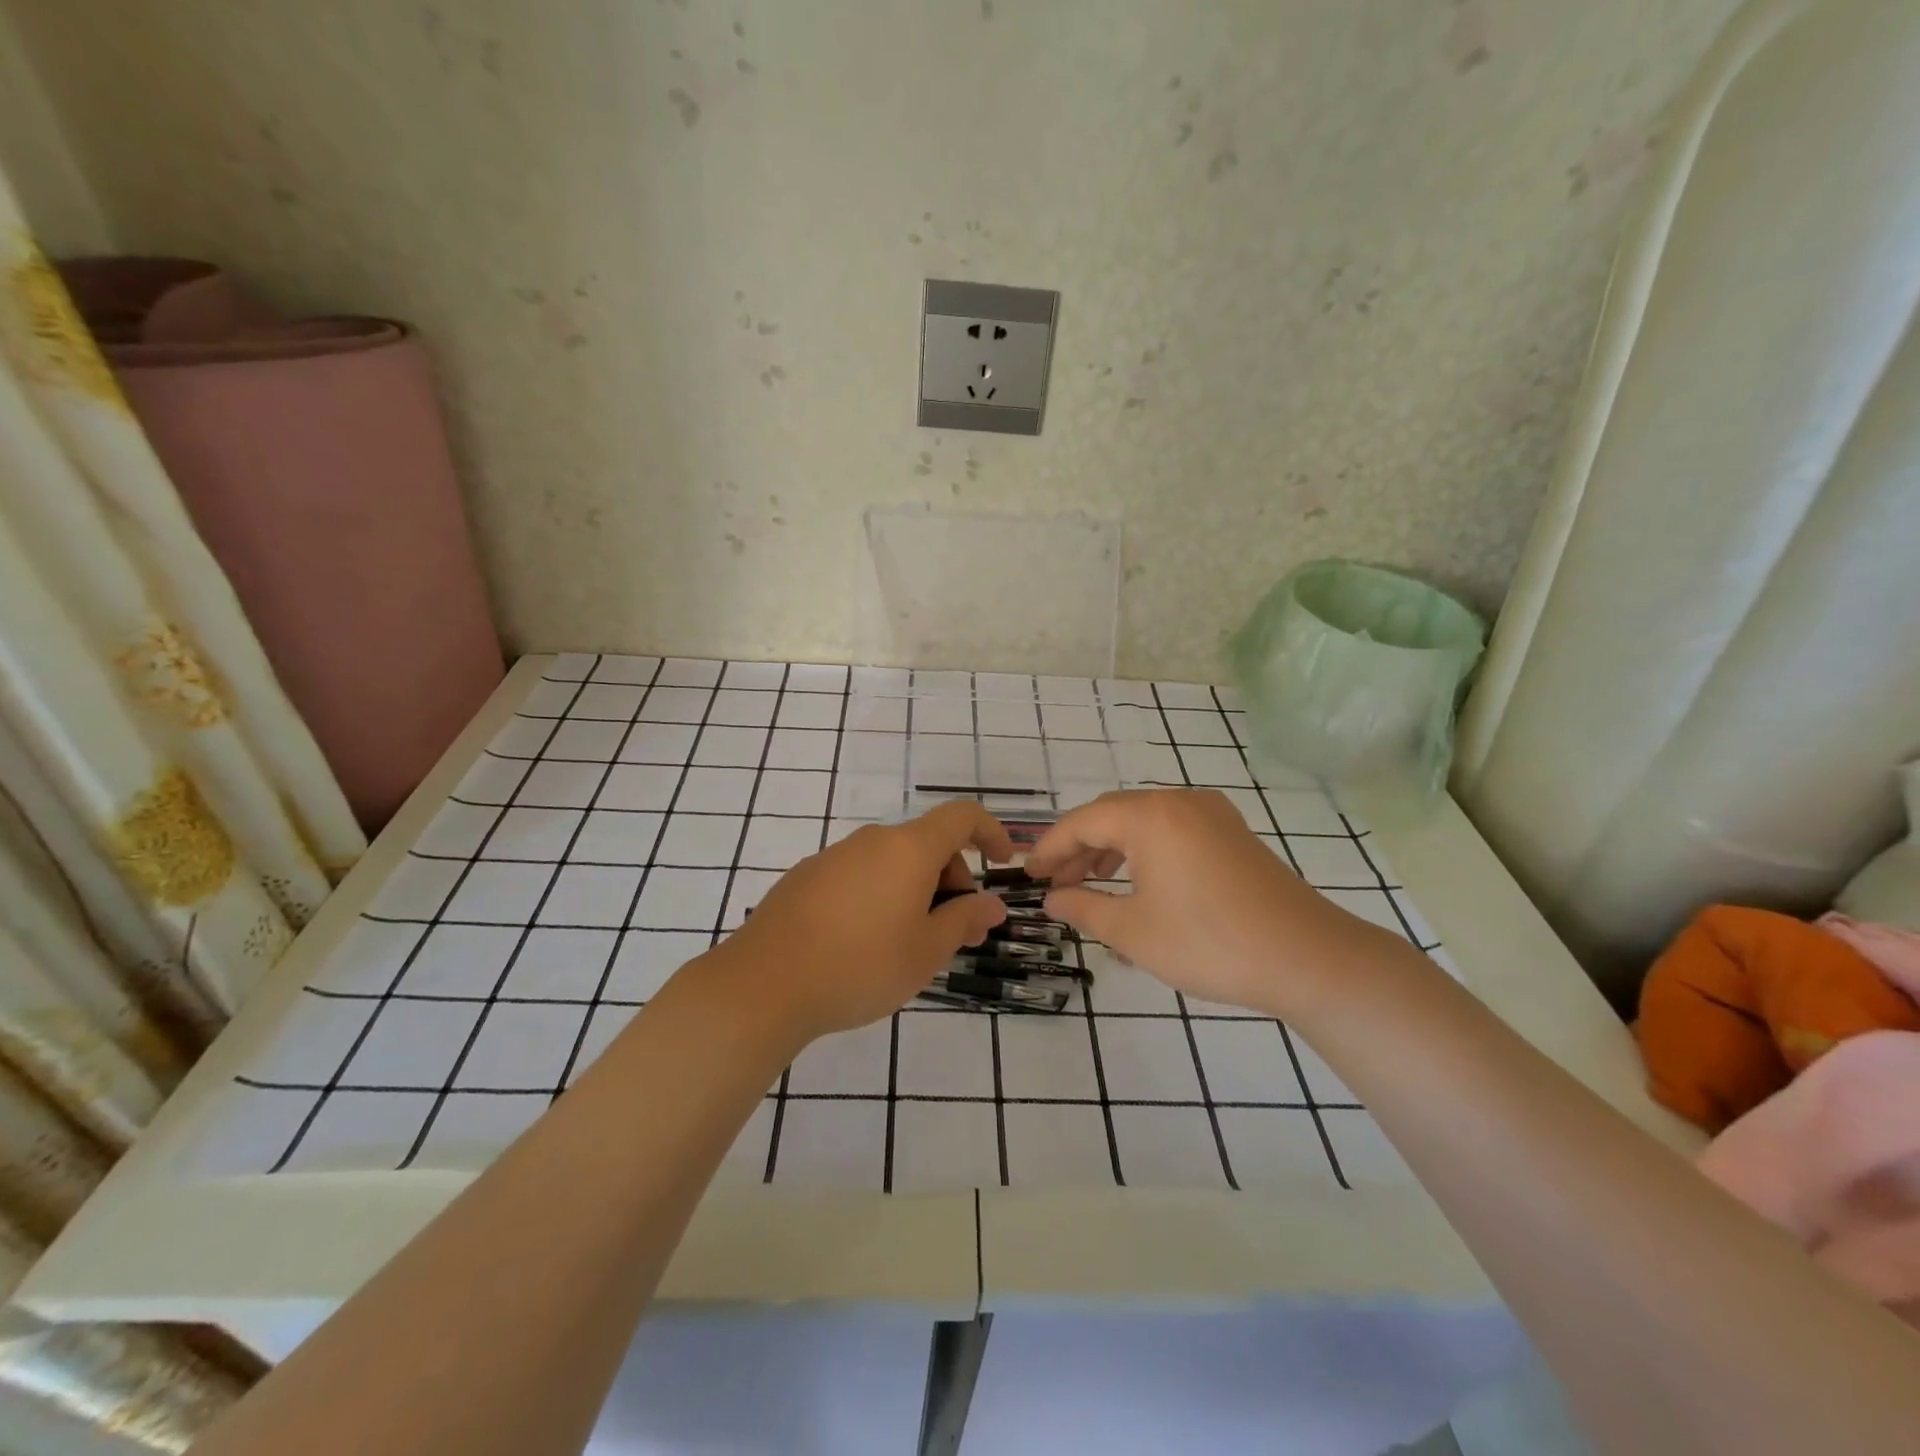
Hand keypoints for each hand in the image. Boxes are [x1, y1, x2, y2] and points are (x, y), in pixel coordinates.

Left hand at [703, 802, 1013, 1044]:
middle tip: (951, 931)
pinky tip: (863, 942)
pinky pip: (860, 874)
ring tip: (907, 944)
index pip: (962, 816)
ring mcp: (834, 856)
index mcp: (908, 849)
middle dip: (952, 878)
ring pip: (892, 861)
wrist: (763, 985)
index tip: (1002, 863)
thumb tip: (992, 904)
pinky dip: (879, 894)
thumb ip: (964, 920)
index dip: (990, 832)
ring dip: (915, 890)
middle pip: (927, 842)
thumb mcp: (925, 951)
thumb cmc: (860, 966)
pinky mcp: (806, 877)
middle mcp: (871, 841)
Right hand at [1025, 789, 1387, 1017]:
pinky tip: (1138, 882)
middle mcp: (1178, 801)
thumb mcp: (1133, 931)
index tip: (1028, 874)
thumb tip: (1053, 899)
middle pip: (1112, 815)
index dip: (1050, 848)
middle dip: (1079, 847)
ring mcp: (1211, 814)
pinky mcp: (1233, 833)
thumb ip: (1084, 908)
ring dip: (1111, 848)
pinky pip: (1172, 829)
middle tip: (1056, 883)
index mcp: (1149, 817)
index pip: (1081, 822)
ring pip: (1143, 821)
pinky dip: (1145, 849)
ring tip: (1090, 884)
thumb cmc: (1209, 943)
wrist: (1308, 958)